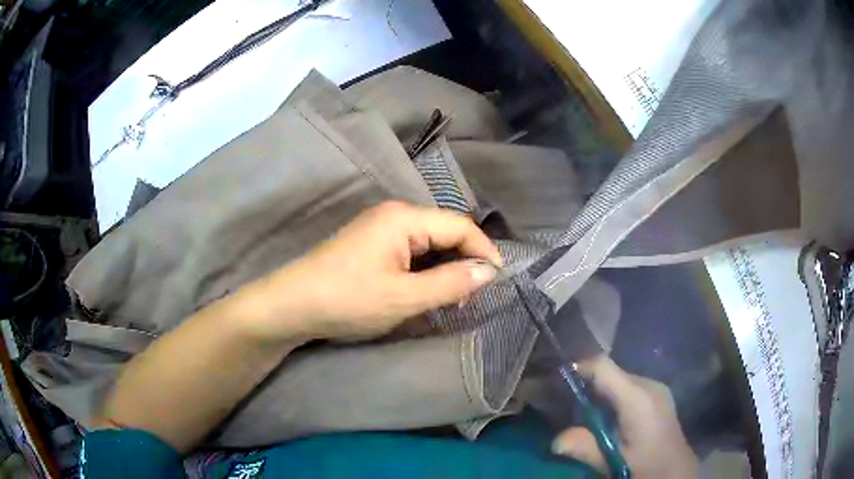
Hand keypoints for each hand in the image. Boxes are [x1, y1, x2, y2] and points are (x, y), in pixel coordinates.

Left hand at [241, 201, 501, 340]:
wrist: (293, 304)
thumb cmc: (349, 299)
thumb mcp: (404, 297)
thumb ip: (451, 283)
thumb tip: (490, 272)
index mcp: (404, 218)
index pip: (460, 226)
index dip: (485, 251)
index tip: (499, 280)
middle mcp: (395, 214)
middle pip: (445, 231)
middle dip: (465, 260)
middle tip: (475, 294)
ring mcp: (381, 227)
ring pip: (429, 242)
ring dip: (446, 266)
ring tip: (454, 295)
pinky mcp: (372, 243)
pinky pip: (411, 250)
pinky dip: (426, 269)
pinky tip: (427, 289)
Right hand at [552, 356, 698, 477]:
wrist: (675, 468)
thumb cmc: (646, 464)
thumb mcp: (613, 460)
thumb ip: (585, 447)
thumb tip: (554, 441)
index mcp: (638, 397)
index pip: (604, 367)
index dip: (579, 368)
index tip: (558, 380)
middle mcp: (648, 384)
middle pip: (611, 372)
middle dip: (587, 386)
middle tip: (568, 408)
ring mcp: (656, 388)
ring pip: (619, 380)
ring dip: (601, 393)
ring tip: (587, 417)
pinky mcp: (658, 394)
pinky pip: (629, 387)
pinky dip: (614, 397)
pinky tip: (610, 420)